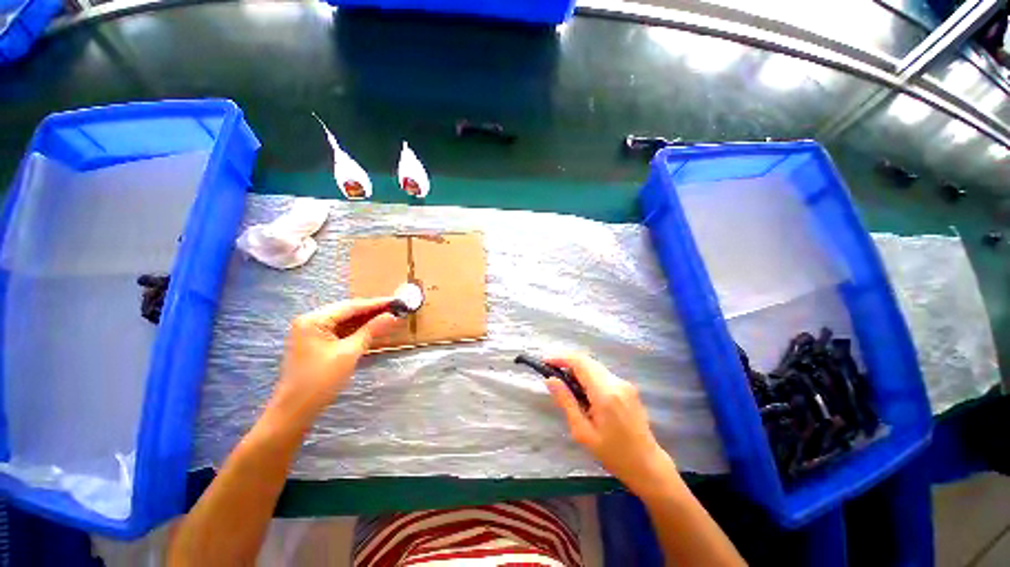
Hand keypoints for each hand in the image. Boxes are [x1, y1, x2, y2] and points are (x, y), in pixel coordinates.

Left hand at [271, 298, 401, 422]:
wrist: (295, 411)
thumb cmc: (321, 380)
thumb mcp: (350, 353)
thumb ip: (371, 330)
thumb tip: (392, 316)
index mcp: (314, 320)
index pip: (350, 306)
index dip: (376, 304)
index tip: (397, 301)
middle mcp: (310, 321)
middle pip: (347, 311)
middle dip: (372, 311)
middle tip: (395, 309)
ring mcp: (311, 332)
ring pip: (344, 321)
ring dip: (365, 320)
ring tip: (389, 317)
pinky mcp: (315, 343)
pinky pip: (340, 331)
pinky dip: (356, 330)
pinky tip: (373, 329)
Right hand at [546, 353, 679, 497]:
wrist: (648, 465)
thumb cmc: (613, 454)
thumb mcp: (583, 432)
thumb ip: (566, 402)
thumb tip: (550, 380)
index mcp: (605, 393)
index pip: (580, 362)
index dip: (561, 358)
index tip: (546, 361)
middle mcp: (616, 382)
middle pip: (587, 361)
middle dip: (568, 362)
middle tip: (553, 374)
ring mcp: (625, 384)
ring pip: (595, 366)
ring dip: (578, 369)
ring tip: (566, 385)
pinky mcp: (628, 388)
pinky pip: (603, 374)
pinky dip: (589, 376)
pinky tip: (583, 392)